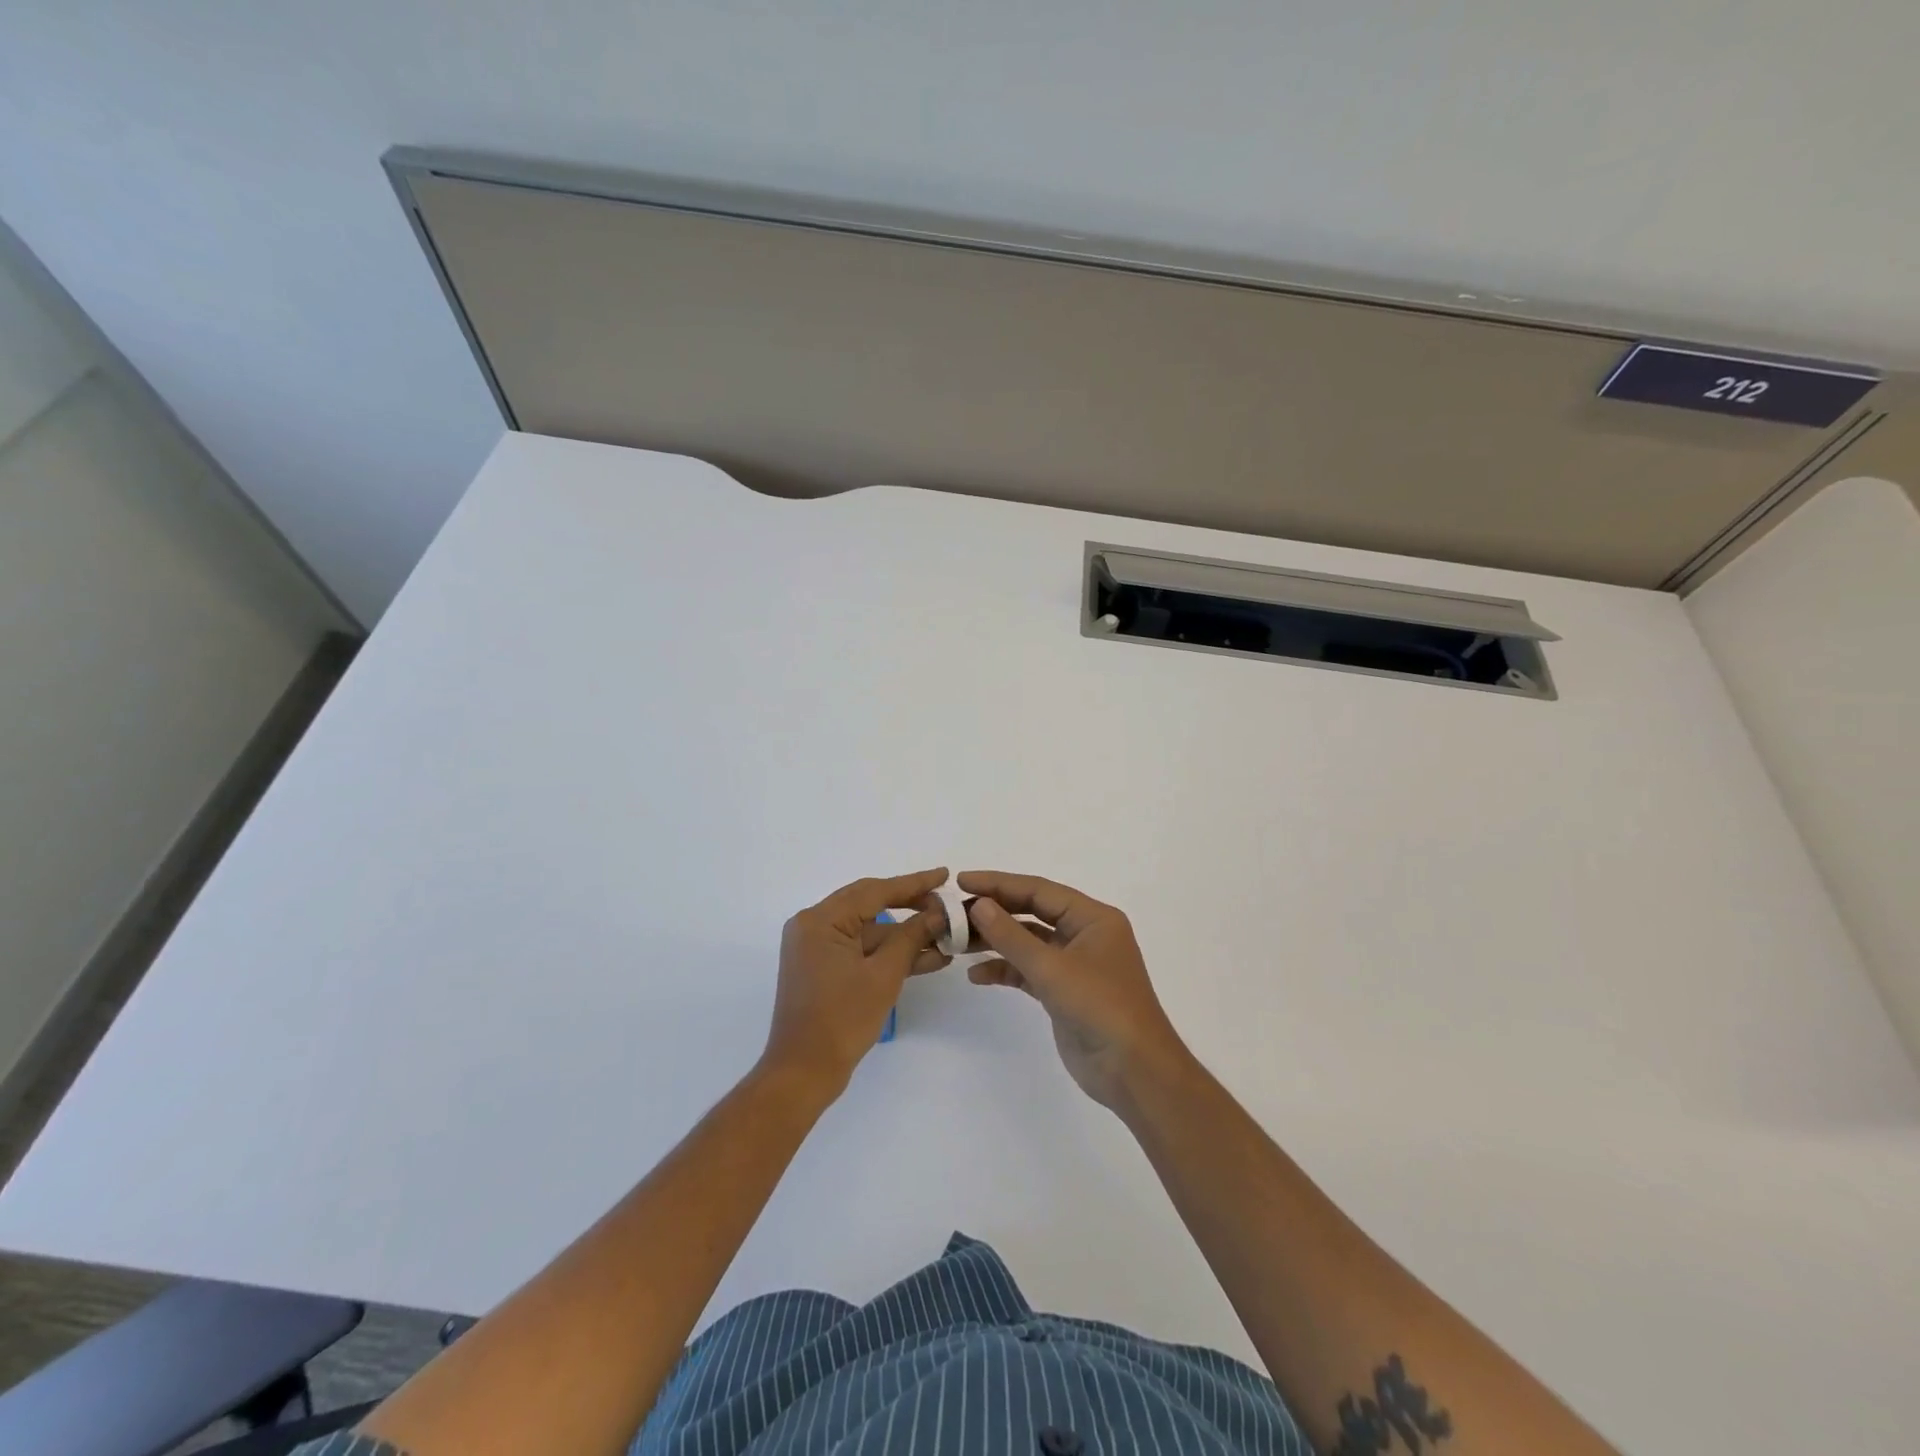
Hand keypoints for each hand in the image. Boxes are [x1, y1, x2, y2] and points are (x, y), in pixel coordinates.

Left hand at [763, 868, 953, 1098]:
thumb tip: (937, 914)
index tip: (944, 875)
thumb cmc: (842, 1020)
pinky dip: (889, 954)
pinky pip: (861, 950)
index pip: (874, 890)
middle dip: (911, 905)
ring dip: (904, 936)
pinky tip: (927, 958)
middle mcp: (813, 925)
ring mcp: (817, 948)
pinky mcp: (823, 967)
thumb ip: (911, 937)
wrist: (803, 1073)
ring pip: (868, 930)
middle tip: (945, 903)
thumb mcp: (884, 975)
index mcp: (821, 920)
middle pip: (870, 904)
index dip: (913, 884)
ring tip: (946, 936)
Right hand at [957, 871, 1189, 1111]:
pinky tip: (977, 975)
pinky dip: (1005, 970)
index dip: (999, 883)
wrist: (1133, 1071)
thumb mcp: (1052, 969)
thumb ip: (1012, 936)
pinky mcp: (1064, 992)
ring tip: (957, 942)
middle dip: (994, 912)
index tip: (962, 881)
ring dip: (995, 942)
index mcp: (1093, 918)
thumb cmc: (1100, 1008)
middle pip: (1032, 912)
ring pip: (1028, 942)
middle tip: (954, 912)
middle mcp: (1085, 934)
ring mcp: (1075, 964)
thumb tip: (979, 904)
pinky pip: (1029, 971)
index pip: (1039, 890)